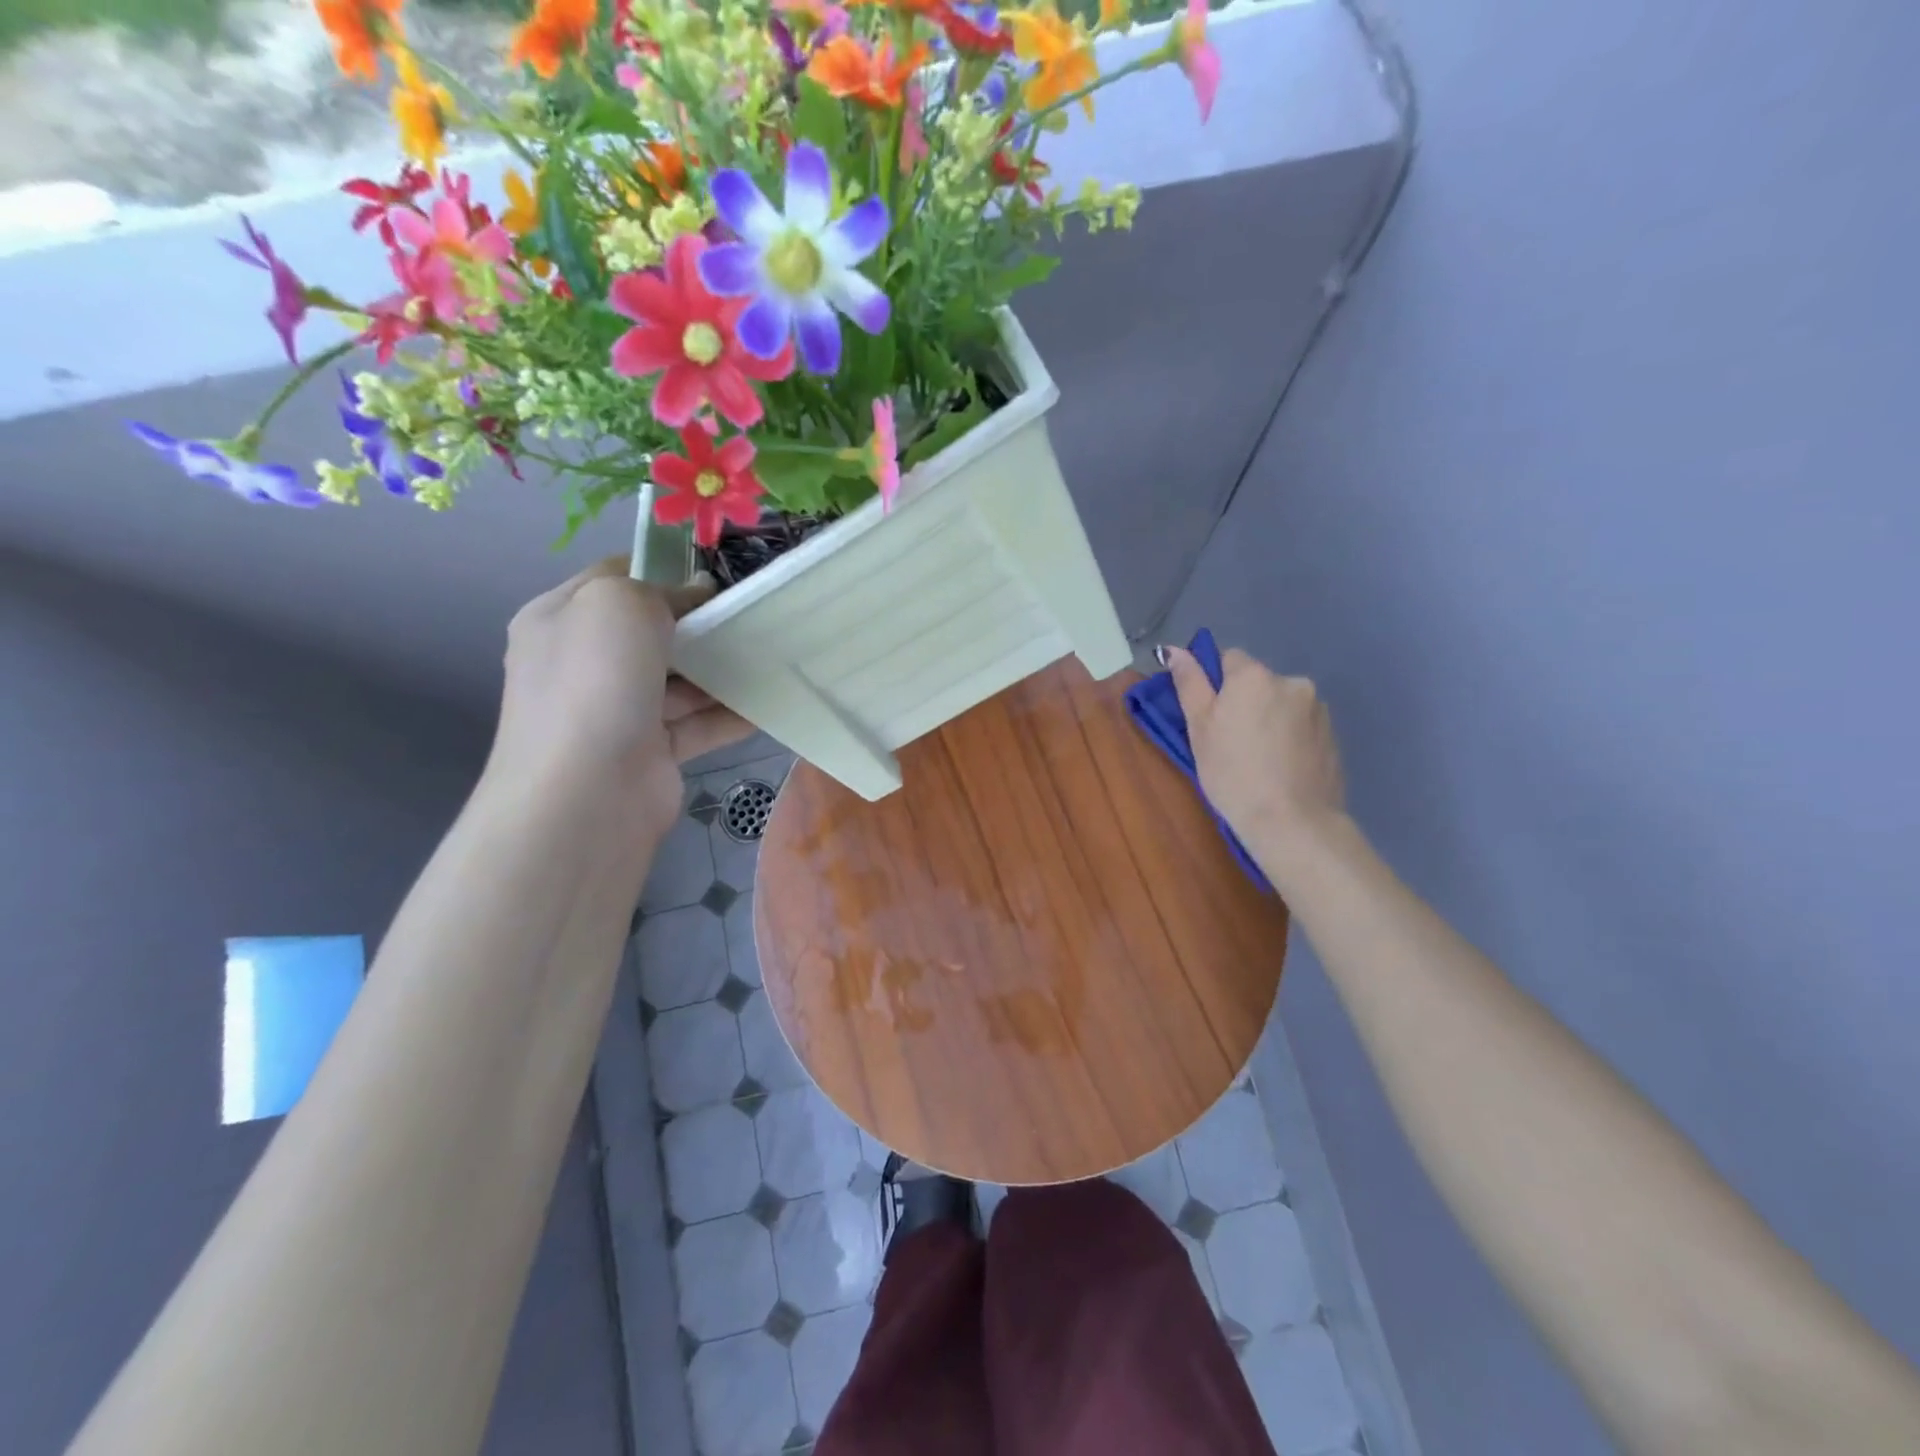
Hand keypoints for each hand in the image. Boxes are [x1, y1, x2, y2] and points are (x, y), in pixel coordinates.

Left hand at [488, 558, 751, 836]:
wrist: (588, 793)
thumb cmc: (596, 683)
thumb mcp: (621, 605)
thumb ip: (663, 590)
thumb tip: (698, 593)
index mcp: (561, 619)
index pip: (614, 579)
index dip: (663, 571)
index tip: (714, 577)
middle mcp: (584, 663)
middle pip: (652, 632)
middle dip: (700, 624)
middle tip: (750, 617)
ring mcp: (617, 711)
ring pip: (679, 680)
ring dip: (721, 670)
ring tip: (771, 655)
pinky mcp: (650, 751)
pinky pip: (697, 724)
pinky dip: (729, 715)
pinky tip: (767, 704)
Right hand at [1165, 643, 1347, 875]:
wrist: (1292, 822)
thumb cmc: (1232, 773)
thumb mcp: (1199, 728)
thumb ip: (1189, 684)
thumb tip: (1175, 650)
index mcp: (1254, 676)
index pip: (1229, 659)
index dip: (1216, 686)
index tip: (1211, 718)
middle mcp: (1291, 681)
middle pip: (1258, 682)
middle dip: (1245, 703)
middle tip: (1230, 743)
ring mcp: (1317, 709)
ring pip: (1281, 704)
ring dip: (1270, 719)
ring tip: (1259, 760)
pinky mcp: (1333, 735)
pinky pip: (1301, 726)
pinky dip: (1289, 738)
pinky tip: (1281, 768)